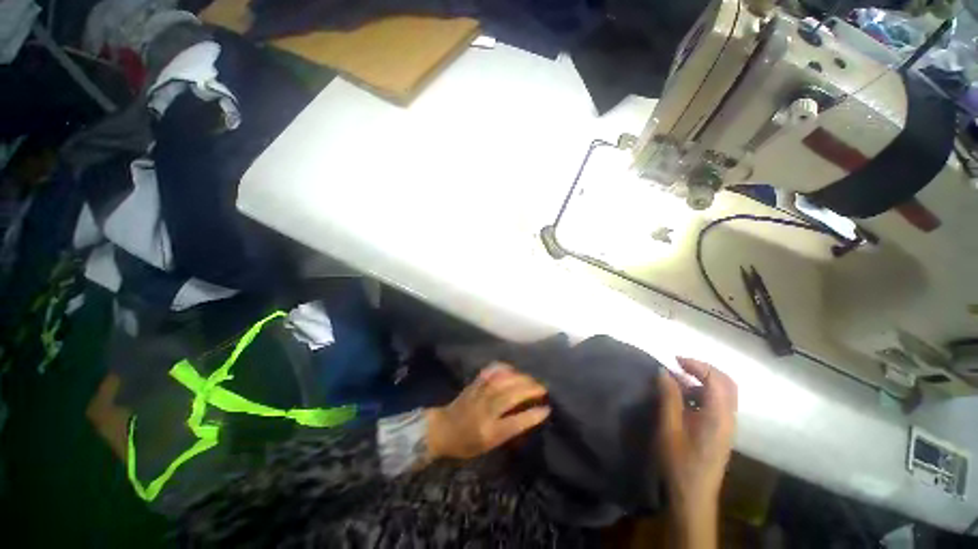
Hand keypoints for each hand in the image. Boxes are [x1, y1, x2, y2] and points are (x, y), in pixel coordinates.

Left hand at [427, 363, 550, 459]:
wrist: (442, 429)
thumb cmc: (466, 443)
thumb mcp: (488, 445)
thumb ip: (507, 430)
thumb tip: (527, 415)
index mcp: (488, 432)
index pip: (515, 423)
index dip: (532, 415)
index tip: (547, 409)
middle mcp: (484, 411)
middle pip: (510, 396)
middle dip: (529, 390)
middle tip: (543, 388)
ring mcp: (478, 395)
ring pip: (502, 382)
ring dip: (520, 378)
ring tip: (531, 379)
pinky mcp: (473, 384)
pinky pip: (490, 372)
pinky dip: (502, 368)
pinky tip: (512, 368)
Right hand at [657, 358, 737, 516]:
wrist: (693, 495)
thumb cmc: (679, 461)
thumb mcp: (669, 428)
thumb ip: (669, 397)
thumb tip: (664, 371)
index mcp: (718, 417)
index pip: (716, 380)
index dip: (697, 365)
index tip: (674, 360)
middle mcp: (729, 418)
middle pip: (727, 383)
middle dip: (704, 369)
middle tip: (679, 365)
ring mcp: (727, 425)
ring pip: (723, 393)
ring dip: (703, 380)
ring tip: (677, 379)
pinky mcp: (721, 431)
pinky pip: (717, 403)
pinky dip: (703, 392)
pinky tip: (684, 397)